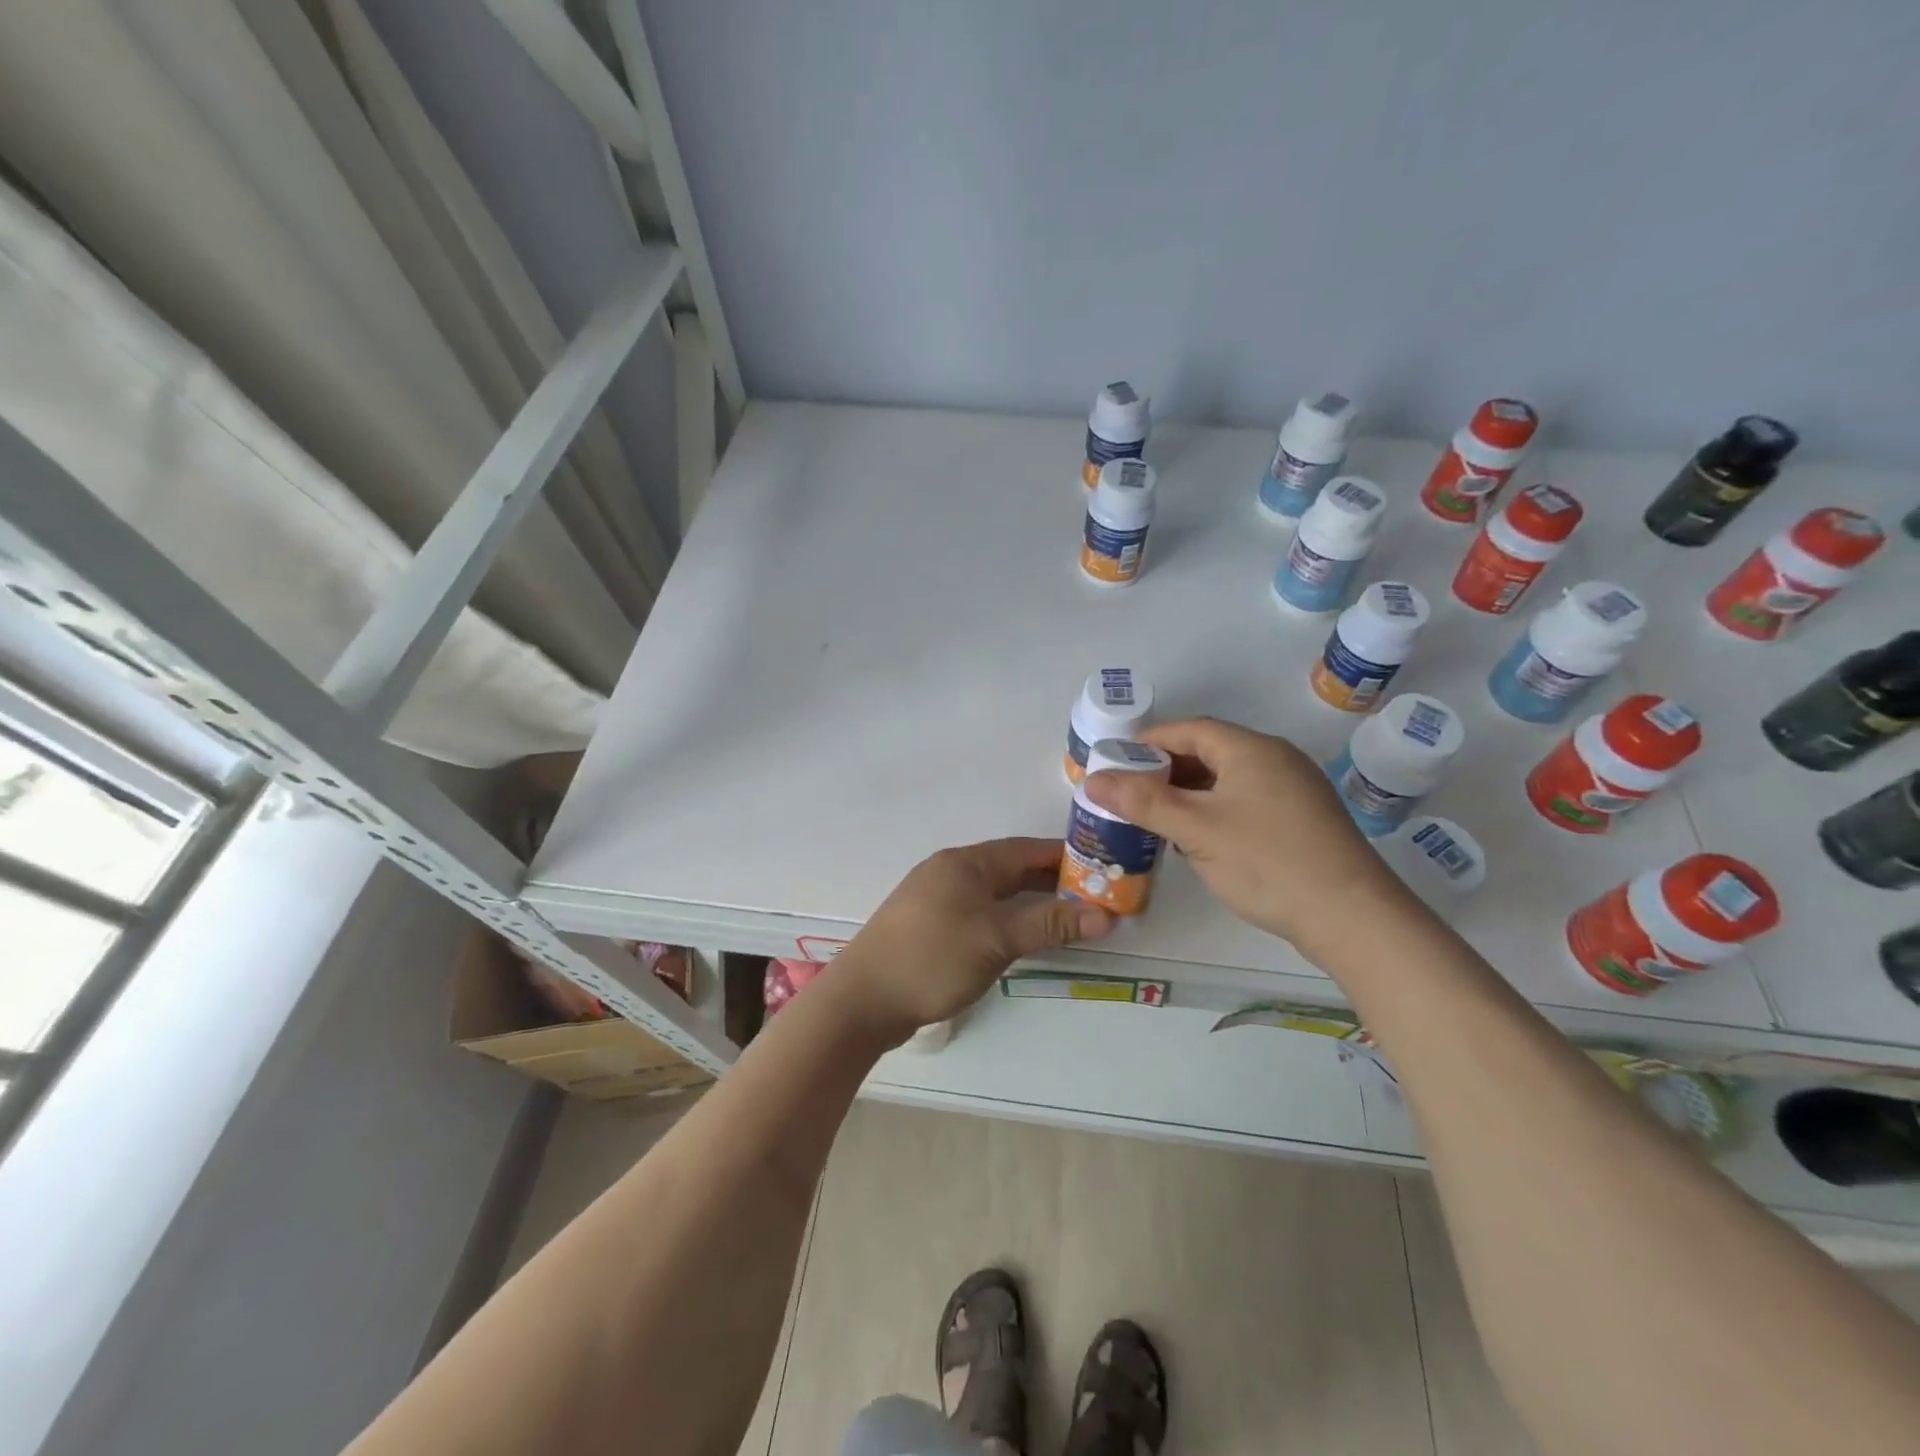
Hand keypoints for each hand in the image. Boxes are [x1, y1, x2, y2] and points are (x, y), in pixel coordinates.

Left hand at [829, 838, 1112, 1041]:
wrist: (862, 1001)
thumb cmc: (932, 959)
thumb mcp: (996, 940)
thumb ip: (1049, 924)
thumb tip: (1105, 915)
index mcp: (965, 863)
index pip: (1024, 850)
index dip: (1063, 857)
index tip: (1100, 867)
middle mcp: (950, 872)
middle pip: (1010, 870)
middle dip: (1050, 882)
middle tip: (1093, 897)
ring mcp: (936, 899)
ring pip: (994, 893)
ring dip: (1029, 903)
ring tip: (1068, 918)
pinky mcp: (929, 926)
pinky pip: (979, 912)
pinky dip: (1006, 919)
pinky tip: (1022, 937)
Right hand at [1084, 717, 1410, 948]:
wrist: (1352, 917)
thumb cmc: (1267, 862)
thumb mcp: (1196, 830)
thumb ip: (1142, 801)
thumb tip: (1092, 780)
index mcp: (1251, 749)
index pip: (1189, 729)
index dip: (1148, 741)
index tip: (1115, 762)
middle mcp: (1275, 759)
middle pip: (1208, 751)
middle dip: (1164, 769)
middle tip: (1127, 793)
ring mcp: (1293, 790)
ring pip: (1227, 779)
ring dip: (1188, 792)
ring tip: (1153, 816)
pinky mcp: (1301, 820)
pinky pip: (1245, 801)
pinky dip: (1213, 810)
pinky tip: (1196, 838)